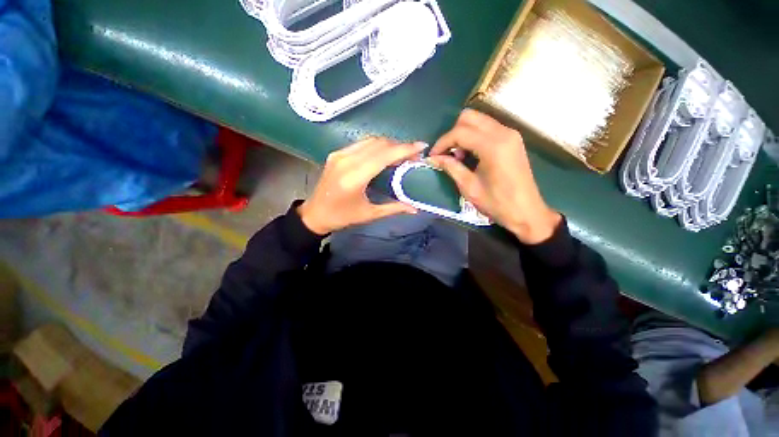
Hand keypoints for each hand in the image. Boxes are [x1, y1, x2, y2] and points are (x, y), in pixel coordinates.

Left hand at [298, 138, 424, 234]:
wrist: (315, 214)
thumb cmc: (342, 217)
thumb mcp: (369, 215)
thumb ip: (394, 208)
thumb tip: (415, 208)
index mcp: (354, 177)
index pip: (384, 155)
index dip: (404, 149)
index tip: (421, 147)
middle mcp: (346, 160)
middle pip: (379, 144)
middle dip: (400, 146)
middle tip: (414, 155)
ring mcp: (340, 154)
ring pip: (371, 140)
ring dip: (389, 144)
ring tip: (402, 154)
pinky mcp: (336, 153)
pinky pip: (362, 143)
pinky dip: (377, 146)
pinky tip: (385, 154)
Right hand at [428, 109, 560, 243]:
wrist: (526, 212)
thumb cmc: (496, 203)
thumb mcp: (468, 187)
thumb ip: (451, 167)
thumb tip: (433, 158)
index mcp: (493, 146)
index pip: (460, 132)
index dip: (442, 143)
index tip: (433, 156)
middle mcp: (503, 133)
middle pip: (469, 117)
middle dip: (452, 133)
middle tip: (446, 154)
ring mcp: (510, 134)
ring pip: (478, 120)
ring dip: (463, 134)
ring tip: (458, 156)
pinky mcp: (512, 139)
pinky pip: (487, 128)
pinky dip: (474, 136)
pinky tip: (470, 155)